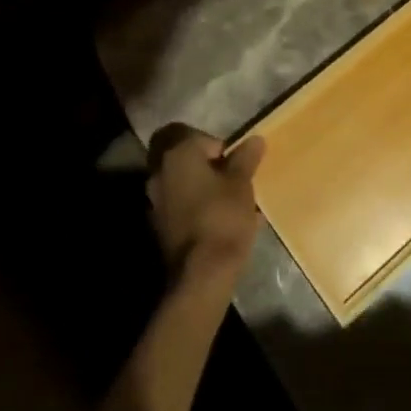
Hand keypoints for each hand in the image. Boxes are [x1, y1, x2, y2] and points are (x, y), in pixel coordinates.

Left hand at [146, 127, 265, 287]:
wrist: (201, 274)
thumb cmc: (222, 216)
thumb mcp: (242, 183)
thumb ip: (246, 158)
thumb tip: (255, 139)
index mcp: (177, 154)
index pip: (197, 136)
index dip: (220, 146)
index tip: (236, 164)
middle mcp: (159, 172)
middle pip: (186, 159)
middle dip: (208, 166)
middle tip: (231, 179)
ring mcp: (155, 201)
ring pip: (182, 183)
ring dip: (202, 187)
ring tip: (230, 202)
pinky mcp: (158, 226)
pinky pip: (180, 206)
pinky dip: (196, 207)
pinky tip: (220, 221)